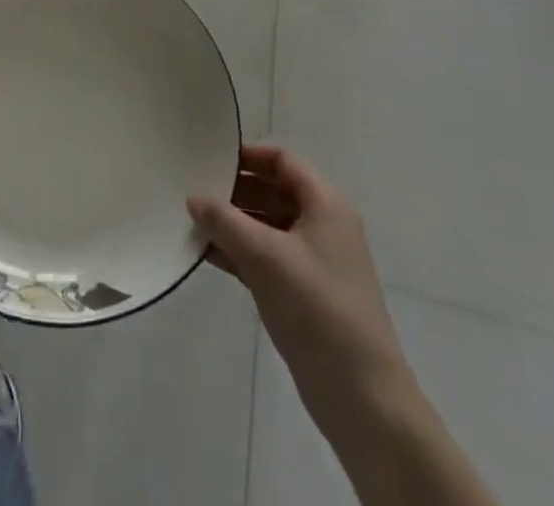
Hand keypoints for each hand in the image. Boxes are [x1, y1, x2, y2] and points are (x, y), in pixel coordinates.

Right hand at [189, 145, 410, 434]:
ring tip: (192, 221)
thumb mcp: (265, 255)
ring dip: (232, 223)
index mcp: (325, 204)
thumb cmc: (317, 308)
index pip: (282, 160)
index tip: (209, 157)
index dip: (247, 155)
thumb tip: (193, 197)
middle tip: (193, 189)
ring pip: (267, 226)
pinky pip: (265, 257)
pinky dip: (239, 251)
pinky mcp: (303, 292)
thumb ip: (224, 220)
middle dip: (234, 191)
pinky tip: (205, 254)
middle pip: (273, 190)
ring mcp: (314, 261)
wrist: (362, 397)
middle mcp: (323, 225)